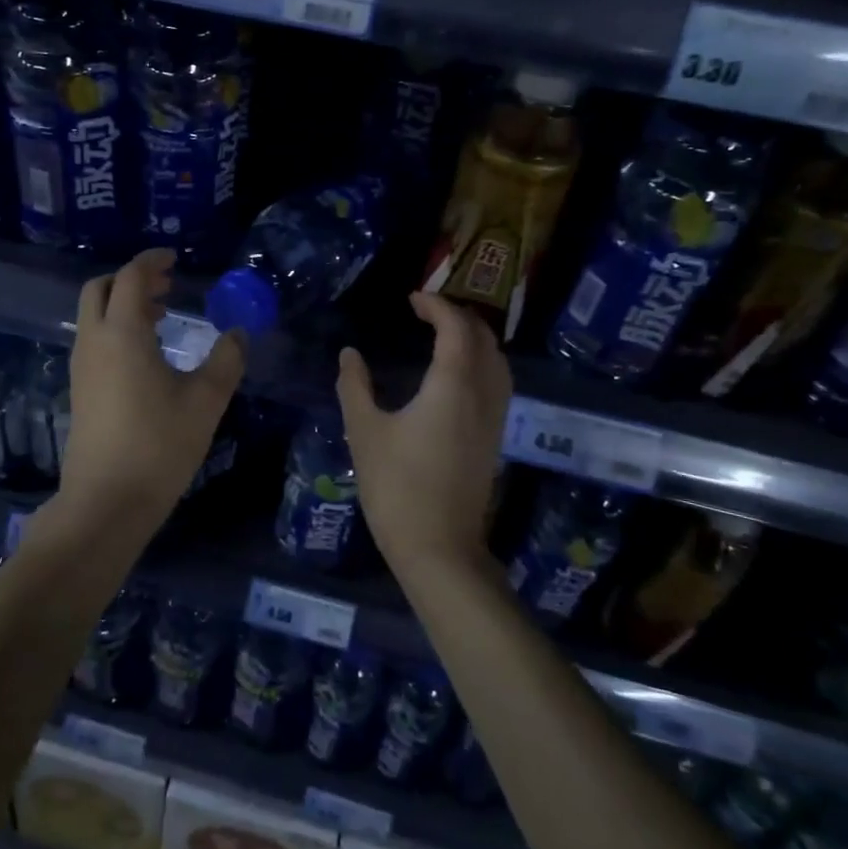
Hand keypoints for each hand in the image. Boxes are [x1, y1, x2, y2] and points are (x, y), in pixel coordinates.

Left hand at [58, 249, 246, 540]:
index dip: (151, 261)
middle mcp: (94, 342)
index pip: (130, 277)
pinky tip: (147, 355)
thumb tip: (238, 334)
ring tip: (162, 317)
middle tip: (166, 286)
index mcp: (122, 333)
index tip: (174, 259)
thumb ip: (226, 360)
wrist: (105, 502)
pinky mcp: (80, 390)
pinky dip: (116, 329)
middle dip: (131, 279)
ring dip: (123, 305)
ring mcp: (82, 367)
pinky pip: (94, 340)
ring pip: (95, 316)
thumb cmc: (159, 446)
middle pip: (100, 289)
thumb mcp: (205, 401)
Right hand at [336, 293, 511, 576]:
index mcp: (453, 385)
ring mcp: (494, 418)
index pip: (456, 327)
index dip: (436, 305)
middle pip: (484, 338)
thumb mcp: (364, 432)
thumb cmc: (397, 487)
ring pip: (497, 360)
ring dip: (474, 338)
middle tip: (426, 312)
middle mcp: (483, 394)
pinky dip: (482, 362)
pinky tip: (457, 375)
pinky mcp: (495, 438)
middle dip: (458, 316)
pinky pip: (498, 382)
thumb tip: (349, 354)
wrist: (439, 548)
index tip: (412, 299)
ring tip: (443, 335)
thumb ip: (355, 386)